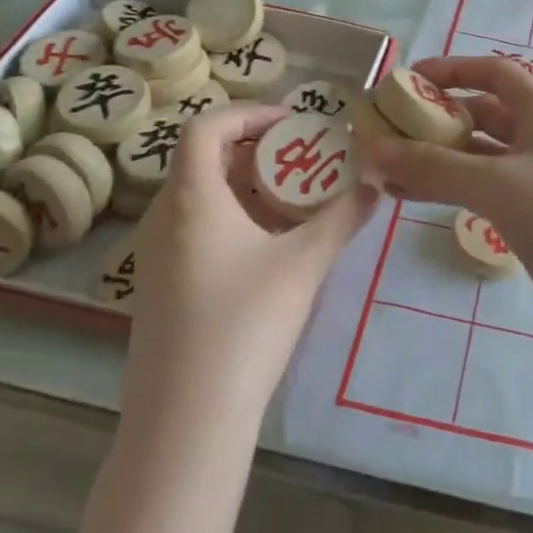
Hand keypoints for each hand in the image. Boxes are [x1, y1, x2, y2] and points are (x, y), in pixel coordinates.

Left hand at [124, 104, 376, 411]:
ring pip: (200, 197)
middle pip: (204, 159)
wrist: (186, 418)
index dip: (250, 113)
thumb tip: (375, 186)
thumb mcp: (305, 264)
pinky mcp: (160, 288)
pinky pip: (195, 230)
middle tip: (303, 160)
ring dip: (246, 187)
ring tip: (294, 202)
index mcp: (191, 198)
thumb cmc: (245, 324)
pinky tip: (268, 249)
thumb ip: (343, 218)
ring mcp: (156, 256)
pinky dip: (232, 219)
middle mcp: (164, 217)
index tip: (294, 124)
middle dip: (257, 151)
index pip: (206, 126)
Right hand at [360, 57, 532, 343]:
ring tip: (386, 166)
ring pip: (476, 155)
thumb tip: (373, 147)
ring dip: (435, 157)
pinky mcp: (527, 212)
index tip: (410, 80)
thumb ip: (434, 165)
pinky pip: (479, 188)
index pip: (495, 73)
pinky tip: (408, 196)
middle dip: (436, 118)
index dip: (454, 69)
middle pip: (481, 114)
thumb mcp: (496, 183)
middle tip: (388, 128)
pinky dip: (446, 186)